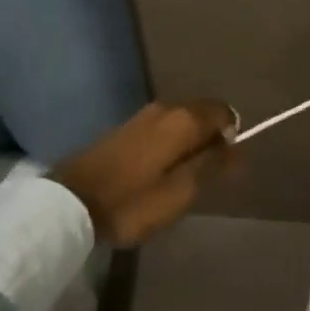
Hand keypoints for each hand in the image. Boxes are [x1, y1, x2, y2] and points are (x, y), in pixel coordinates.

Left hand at [53, 100, 238, 246]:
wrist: (71, 202)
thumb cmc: (132, 201)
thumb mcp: (180, 192)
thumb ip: (212, 166)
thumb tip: (238, 148)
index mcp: (183, 119)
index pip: (223, 111)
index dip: (232, 135)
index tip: (225, 165)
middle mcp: (166, 107)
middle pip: (202, 114)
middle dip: (211, 139)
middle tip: (205, 176)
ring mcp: (143, 115)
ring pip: (181, 121)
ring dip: (189, 143)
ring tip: (183, 178)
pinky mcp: (126, 128)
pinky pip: (163, 128)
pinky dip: (171, 144)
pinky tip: (161, 171)